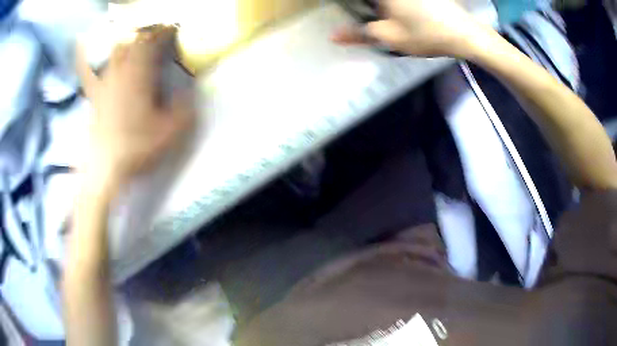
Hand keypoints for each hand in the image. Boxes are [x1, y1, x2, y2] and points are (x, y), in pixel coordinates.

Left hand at [77, 26, 194, 191]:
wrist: (103, 169)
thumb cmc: (136, 149)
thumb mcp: (169, 133)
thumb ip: (184, 109)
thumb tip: (191, 91)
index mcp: (140, 76)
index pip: (153, 43)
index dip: (165, 32)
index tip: (174, 28)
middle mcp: (121, 73)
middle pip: (133, 42)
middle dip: (147, 34)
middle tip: (157, 35)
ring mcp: (104, 83)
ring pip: (115, 52)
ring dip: (128, 42)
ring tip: (137, 40)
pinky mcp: (94, 95)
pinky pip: (91, 70)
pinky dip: (87, 56)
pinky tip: (80, 42)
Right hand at [332, 0, 488, 58]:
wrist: (466, 34)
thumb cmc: (426, 35)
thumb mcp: (390, 37)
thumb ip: (359, 34)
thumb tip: (333, 35)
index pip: (357, 1)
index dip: (349, 6)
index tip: (358, 16)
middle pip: (374, 2)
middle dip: (365, 8)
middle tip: (366, 16)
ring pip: (386, 2)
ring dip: (379, 8)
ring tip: (386, 19)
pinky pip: (400, 2)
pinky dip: (392, 7)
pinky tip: (397, 14)